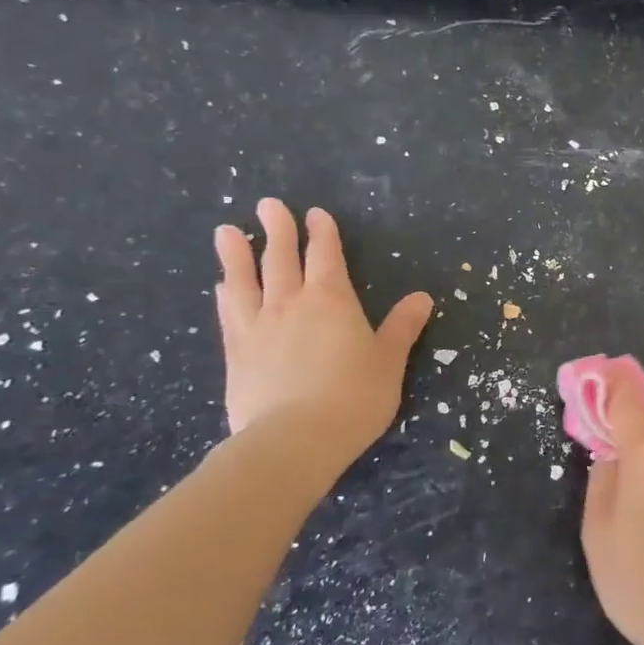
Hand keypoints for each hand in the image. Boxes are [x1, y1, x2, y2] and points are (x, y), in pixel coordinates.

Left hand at [213, 199, 432, 450]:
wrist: (293, 439)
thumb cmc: (353, 396)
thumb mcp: (389, 361)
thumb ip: (402, 327)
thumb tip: (422, 297)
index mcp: (333, 300)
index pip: (326, 256)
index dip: (322, 234)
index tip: (316, 214)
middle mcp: (291, 304)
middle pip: (282, 258)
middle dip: (278, 229)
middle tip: (268, 205)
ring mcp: (258, 327)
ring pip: (245, 280)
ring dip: (237, 254)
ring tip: (226, 231)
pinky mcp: (236, 353)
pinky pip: (229, 314)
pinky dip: (226, 295)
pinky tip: (221, 287)